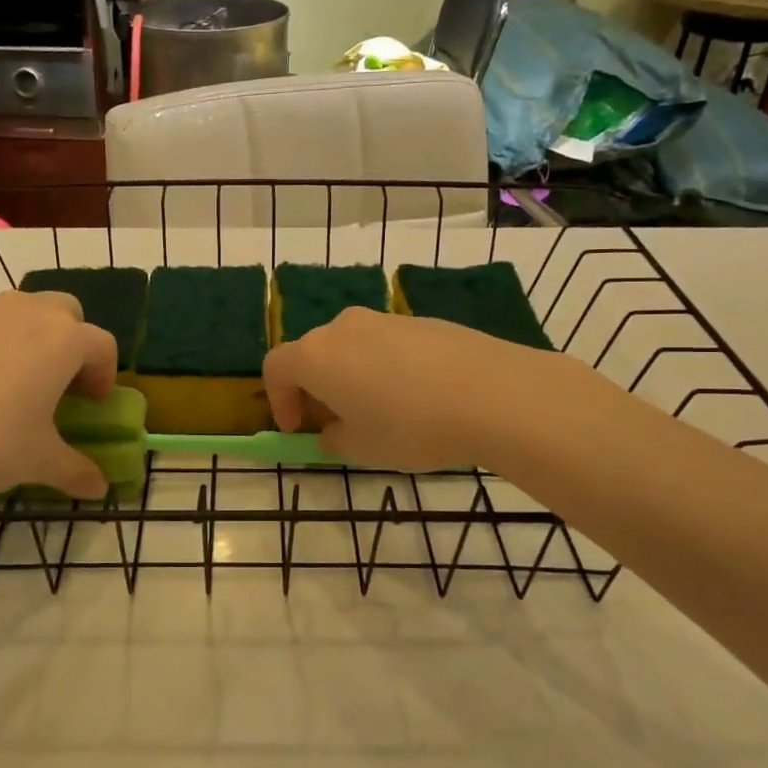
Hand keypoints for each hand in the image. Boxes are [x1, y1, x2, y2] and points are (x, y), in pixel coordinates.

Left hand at [0, 289, 117, 506]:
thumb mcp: (39, 462)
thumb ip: (77, 471)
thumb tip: (99, 488)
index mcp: (63, 340)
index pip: (103, 345)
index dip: (105, 374)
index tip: (92, 402)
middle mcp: (27, 312)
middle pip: (66, 312)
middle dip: (70, 341)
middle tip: (56, 382)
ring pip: (20, 311)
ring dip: (27, 337)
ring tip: (8, 381)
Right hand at [264, 307, 556, 472]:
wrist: (492, 393)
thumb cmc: (410, 426)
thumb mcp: (361, 449)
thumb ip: (333, 439)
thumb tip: (332, 431)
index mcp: (316, 355)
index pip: (276, 368)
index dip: (279, 400)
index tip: (298, 430)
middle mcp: (343, 327)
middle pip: (313, 354)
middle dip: (315, 389)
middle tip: (335, 424)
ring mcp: (384, 319)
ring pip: (351, 348)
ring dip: (350, 378)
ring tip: (379, 413)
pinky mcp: (421, 321)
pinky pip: (386, 345)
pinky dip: (384, 368)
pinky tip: (415, 398)